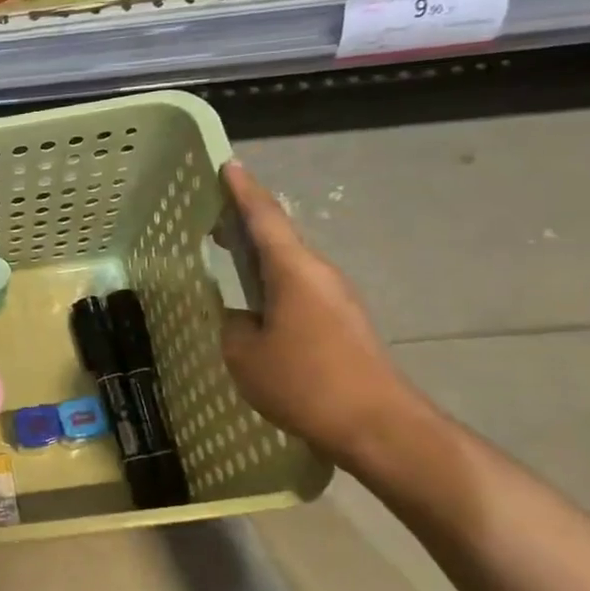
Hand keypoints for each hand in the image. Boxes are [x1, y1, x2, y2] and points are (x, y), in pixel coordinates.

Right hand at [214, 162, 429, 469]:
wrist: (378, 426)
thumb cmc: (305, 383)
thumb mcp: (245, 355)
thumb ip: (232, 326)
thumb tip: (238, 316)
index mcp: (294, 271)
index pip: (264, 218)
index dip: (242, 191)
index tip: (226, 165)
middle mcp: (319, 275)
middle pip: (279, 236)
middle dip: (245, 222)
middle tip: (211, 215)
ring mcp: (335, 298)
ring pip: (289, 264)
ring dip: (259, 255)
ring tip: (226, 254)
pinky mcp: (342, 322)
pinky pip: (299, 288)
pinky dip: (272, 282)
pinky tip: (254, 301)